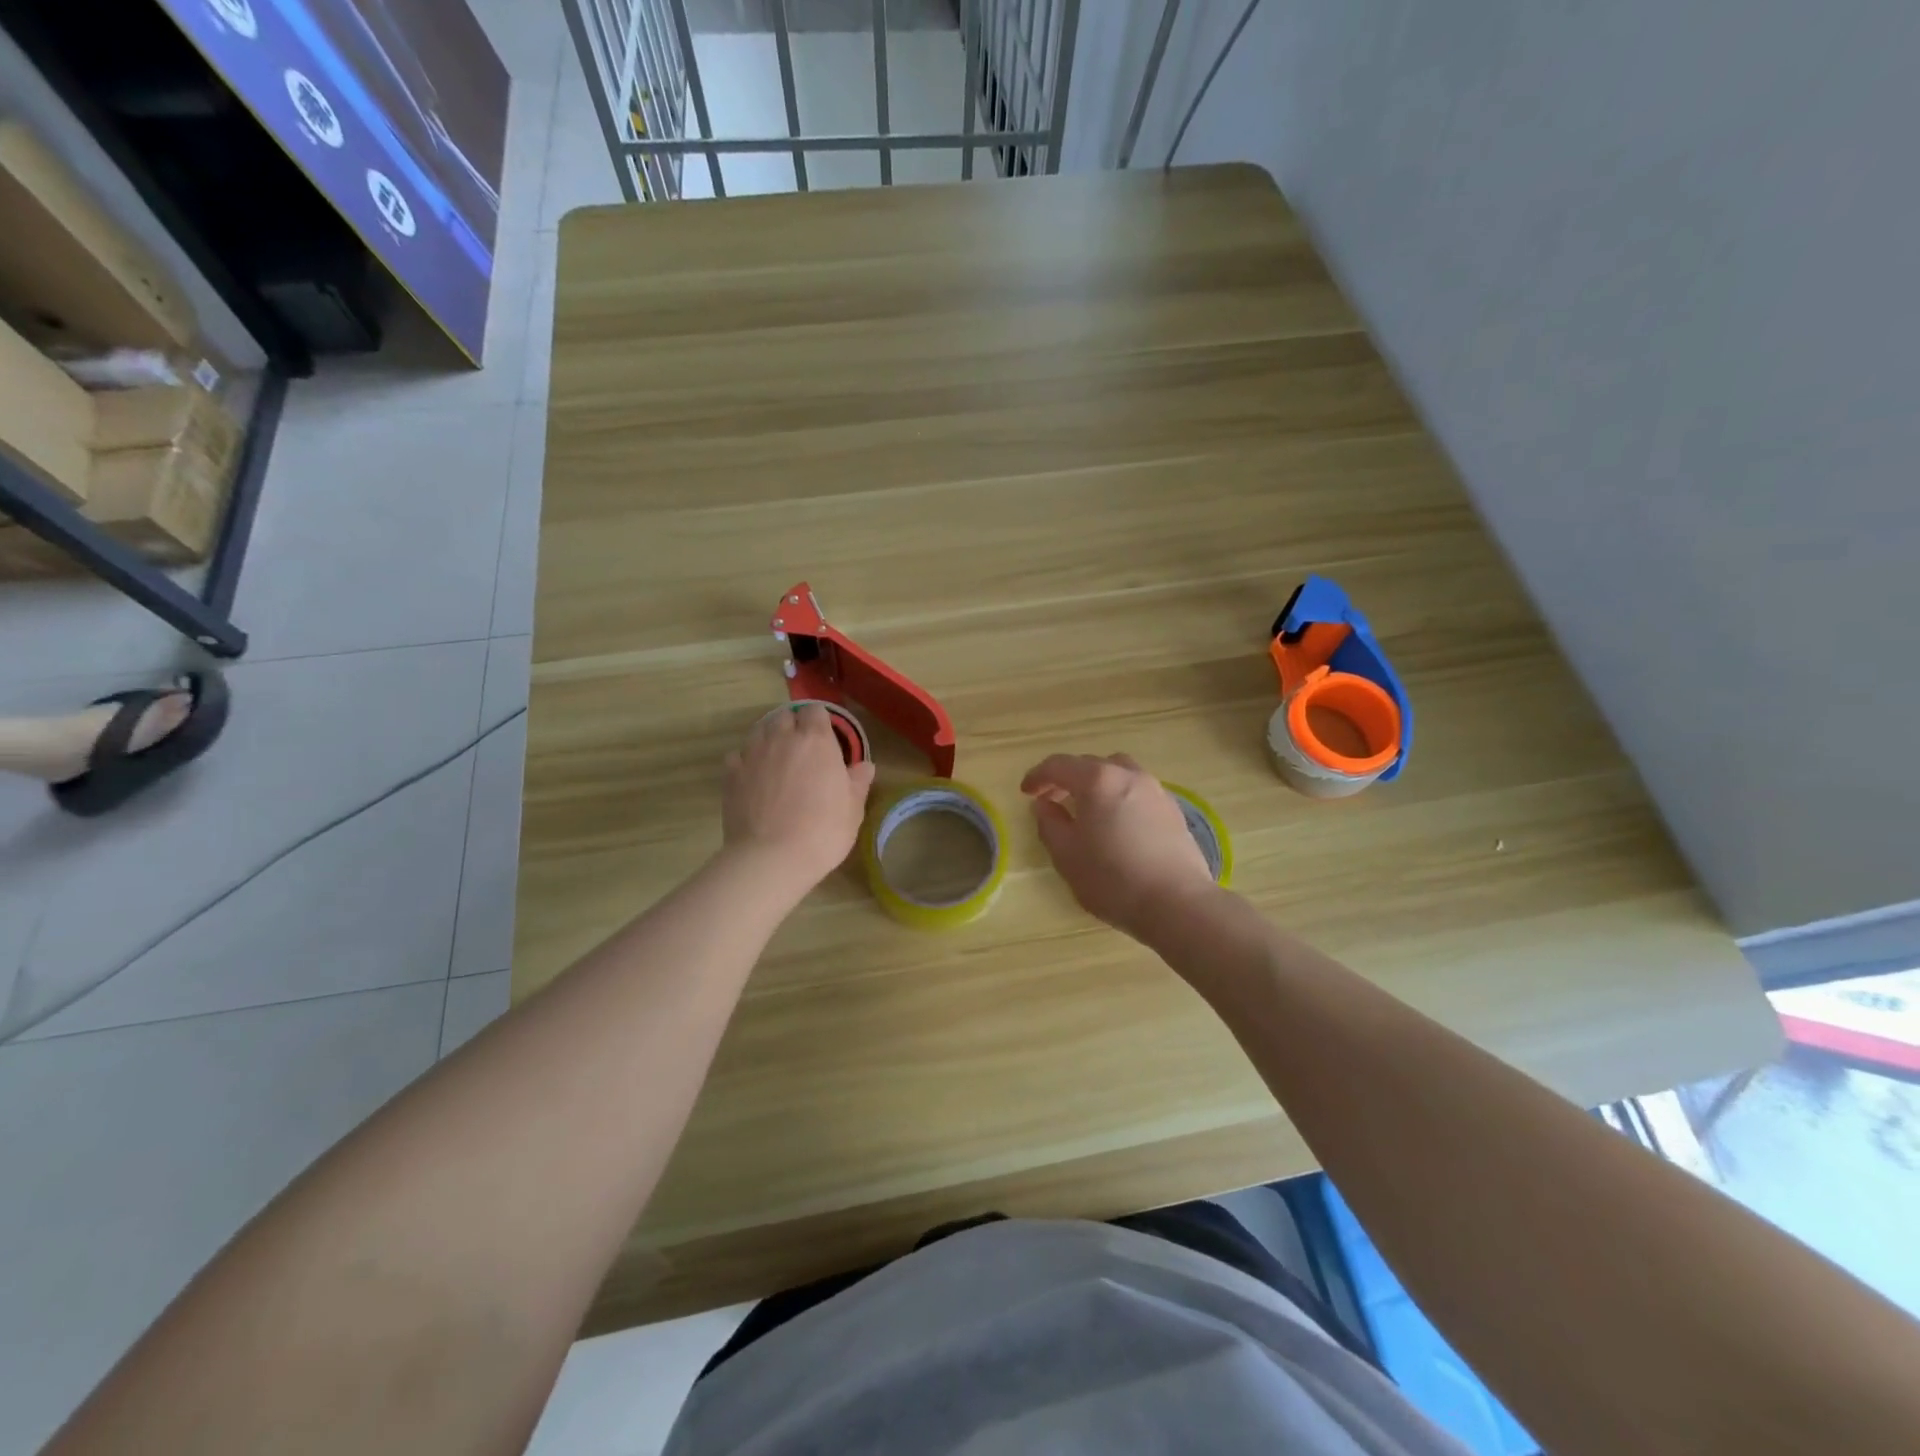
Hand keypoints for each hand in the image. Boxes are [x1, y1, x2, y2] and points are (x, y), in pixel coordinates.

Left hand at [723, 705, 876, 893]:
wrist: (772, 857)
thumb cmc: (823, 831)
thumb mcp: (853, 808)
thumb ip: (858, 781)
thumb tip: (865, 765)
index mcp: (816, 741)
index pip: (815, 711)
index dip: (820, 722)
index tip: (826, 739)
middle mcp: (782, 738)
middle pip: (784, 716)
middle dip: (793, 726)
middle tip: (802, 750)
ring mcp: (752, 754)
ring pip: (759, 731)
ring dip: (769, 738)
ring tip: (776, 760)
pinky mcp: (731, 774)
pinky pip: (737, 756)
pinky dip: (745, 761)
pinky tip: (753, 778)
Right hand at [1020, 753, 1216, 939]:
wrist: (1177, 903)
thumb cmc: (1113, 879)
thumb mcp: (1067, 856)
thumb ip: (1049, 824)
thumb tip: (1044, 805)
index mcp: (1098, 780)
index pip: (1059, 765)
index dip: (1038, 776)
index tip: (1026, 792)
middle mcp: (1128, 775)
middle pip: (1090, 764)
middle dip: (1066, 778)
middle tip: (1052, 800)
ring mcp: (1156, 790)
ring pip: (1118, 772)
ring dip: (1097, 783)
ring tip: (1087, 808)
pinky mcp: (1173, 809)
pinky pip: (1138, 790)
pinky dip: (1120, 796)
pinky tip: (1117, 823)